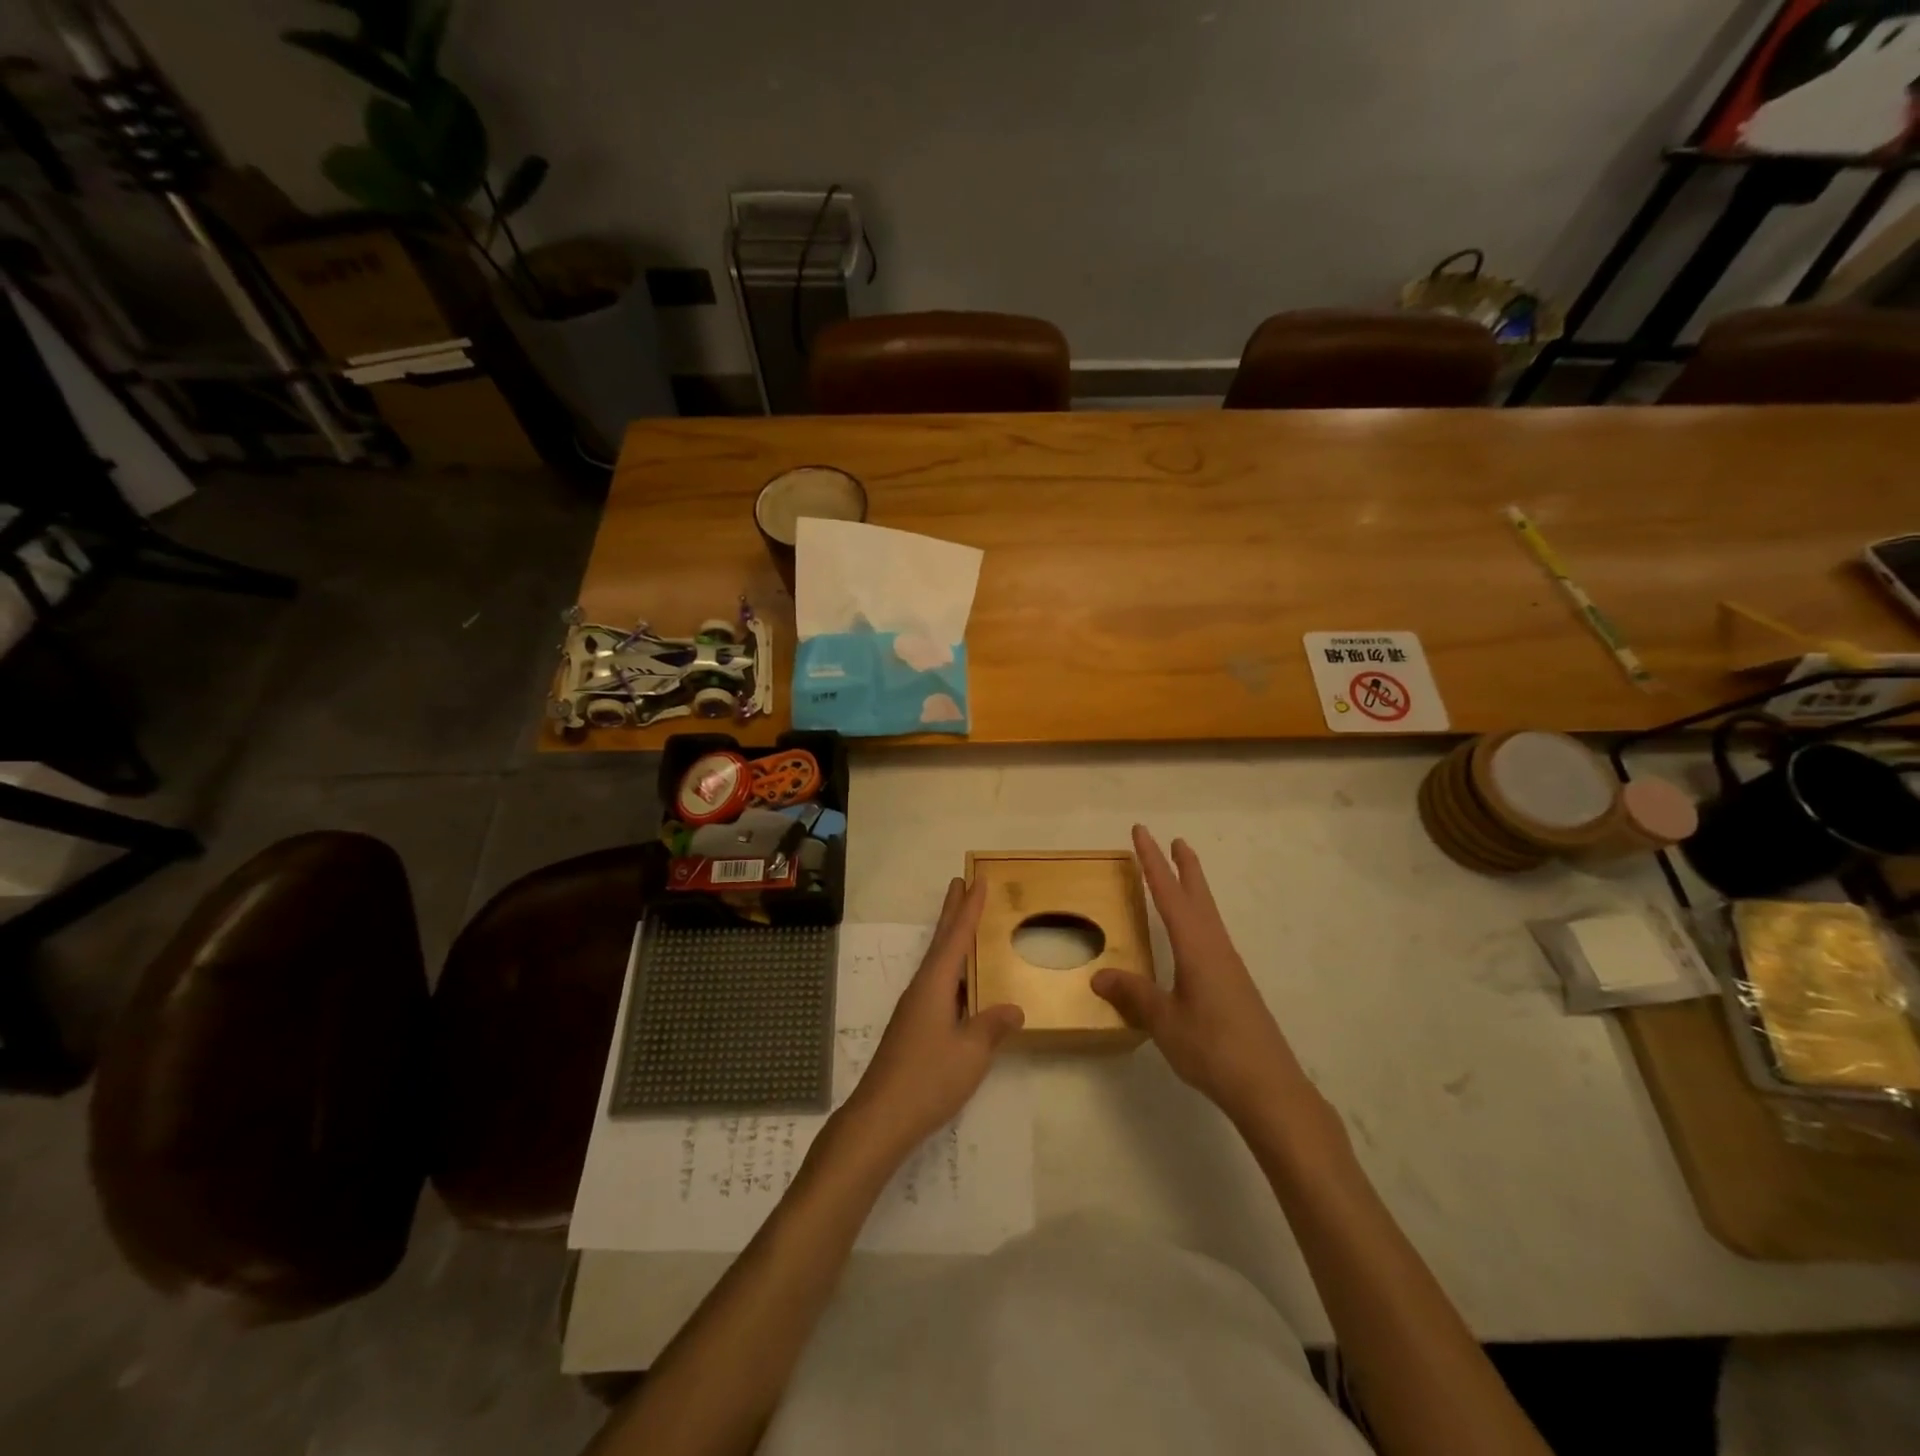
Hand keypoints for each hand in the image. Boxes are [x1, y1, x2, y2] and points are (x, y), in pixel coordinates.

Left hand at [835, 877, 1023, 1162]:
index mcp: (934, 984)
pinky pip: (938, 984)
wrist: (881, 1117)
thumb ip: (992, 1026)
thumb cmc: (928, 1079)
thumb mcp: (971, 1053)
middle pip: (940, 941)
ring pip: (937, 963)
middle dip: (952, 912)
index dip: (969, 908)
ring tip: (964, 922)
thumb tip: (1013, 1008)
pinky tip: (962, 983)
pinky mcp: (913, 1027)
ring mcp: (914, 1008)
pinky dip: (952, 969)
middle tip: (961, 883)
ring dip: (950, 939)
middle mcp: (921, 988)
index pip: (956, 937)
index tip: (977, 880)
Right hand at [1093, 826, 1307, 1125]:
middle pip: (1199, 896)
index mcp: (1197, 947)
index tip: (1142, 832)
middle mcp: (1216, 947)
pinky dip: (1198, 920)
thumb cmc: (1213, 1048)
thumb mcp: (1164, 1021)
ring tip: (1183, 878)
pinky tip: (1193, 939)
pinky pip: (1212, 937)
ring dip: (1194, 891)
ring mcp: (1229, 967)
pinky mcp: (1235, 985)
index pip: (1169, 894)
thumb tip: (1099, 975)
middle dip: (1185, 867)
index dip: (1152, 861)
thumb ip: (1133, 995)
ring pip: (1209, 916)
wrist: (1269, 1086)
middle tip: (1177, 840)